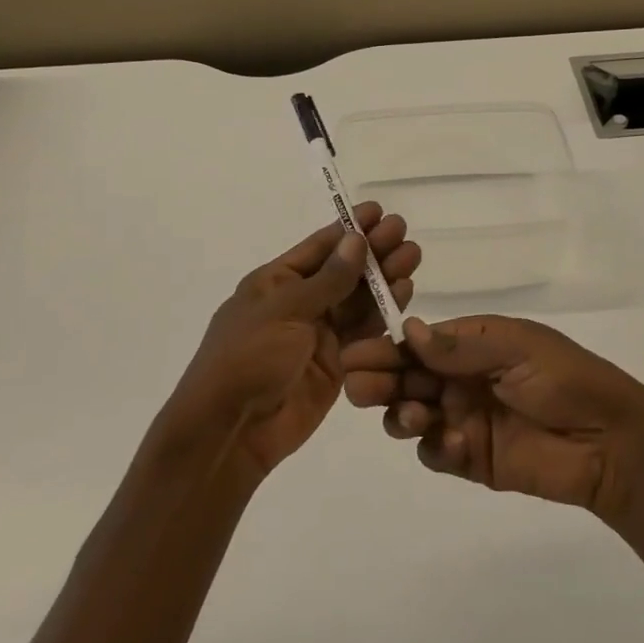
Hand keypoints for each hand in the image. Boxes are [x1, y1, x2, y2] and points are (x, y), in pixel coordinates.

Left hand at [164, 203, 419, 484]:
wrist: (231, 431)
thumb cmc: (247, 358)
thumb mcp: (284, 311)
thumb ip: (327, 280)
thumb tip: (356, 240)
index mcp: (276, 282)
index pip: (319, 248)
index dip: (349, 229)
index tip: (379, 211)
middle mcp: (300, 303)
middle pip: (343, 271)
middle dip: (373, 251)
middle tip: (404, 232)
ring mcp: (319, 334)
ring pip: (358, 299)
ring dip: (384, 278)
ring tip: (412, 257)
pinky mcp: (337, 363)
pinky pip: (363, 331)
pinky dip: (384, 312)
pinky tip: (405, 292)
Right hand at [340, 314, 643, 522]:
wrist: (611, 440)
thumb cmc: (565, 379)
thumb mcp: (516, 347)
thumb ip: (460, 346)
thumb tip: (408, 330)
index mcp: (471, 345)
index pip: (416, 344)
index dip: (384, 348)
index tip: (355, 355)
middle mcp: (460, 380)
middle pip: (405, 378)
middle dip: (379, 380)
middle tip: (363, 387)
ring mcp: (463, 420)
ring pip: (410, 414)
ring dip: (400, 412)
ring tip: (411, 414)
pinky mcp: (472, 459)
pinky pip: (435, 453)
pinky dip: (434, 447)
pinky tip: (452, 443)